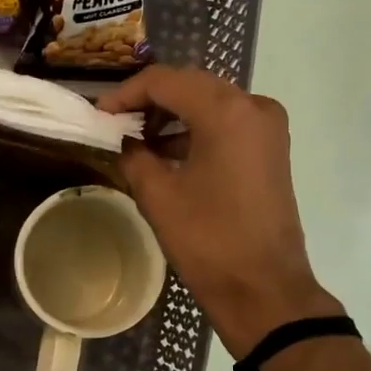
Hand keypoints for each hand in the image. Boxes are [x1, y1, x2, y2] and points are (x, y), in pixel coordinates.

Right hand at [99, 66, 338, 355]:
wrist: (264, 289)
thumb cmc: (208, 240)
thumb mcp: (158, 195)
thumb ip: (135, 155)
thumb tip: (126, 140)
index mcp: (226, 111)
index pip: (165, 81)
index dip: (126, 93)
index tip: (99, 113)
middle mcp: (253, 106)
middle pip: (190, 85)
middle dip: (150, 101)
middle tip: (116, 123)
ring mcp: (267, 127)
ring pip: (210, 103)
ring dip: (173, 115)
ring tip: (137, 139)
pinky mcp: (271, 149)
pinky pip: (227, 124)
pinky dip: (196, 131)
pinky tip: (167, 153)